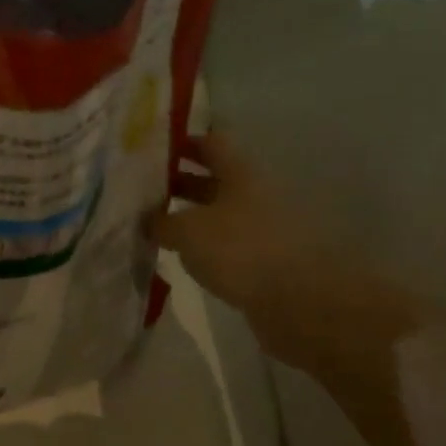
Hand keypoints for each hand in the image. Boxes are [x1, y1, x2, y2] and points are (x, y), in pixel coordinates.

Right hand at [151, 133, 416, 371]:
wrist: (302, 302)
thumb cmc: (241, 250)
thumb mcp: (188, 231)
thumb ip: (161, 222)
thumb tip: (147, 219)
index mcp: (241, 173)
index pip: (212, 143)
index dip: (183, 143)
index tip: (151, 151)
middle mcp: (256, 194)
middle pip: (215, 179)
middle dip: (181, 183)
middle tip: (144, 192)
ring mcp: (264, 229)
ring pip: (220, 214)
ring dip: (192, 218)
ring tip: (156, 227)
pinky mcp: (267, 262)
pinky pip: (229, 245)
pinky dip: (206, 247)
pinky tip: (183, 257)